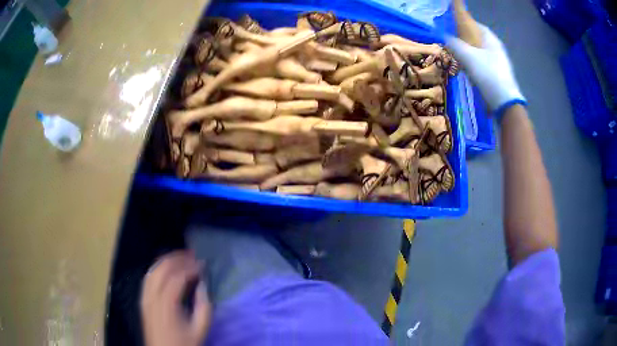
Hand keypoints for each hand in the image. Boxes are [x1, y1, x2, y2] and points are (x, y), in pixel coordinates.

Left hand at [140, 250, 210, 345]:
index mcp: (167, 303)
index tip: (203, 265)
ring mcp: (145, 297)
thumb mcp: (199, 330)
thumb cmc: (183, 344)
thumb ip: (203, 307)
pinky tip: (166, 269)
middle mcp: (152, 295)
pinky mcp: (142, 300)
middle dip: (178, 258)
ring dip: (166, 260)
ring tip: (181, 258)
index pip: (178, 276)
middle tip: (193, 255)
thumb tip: (203, 286)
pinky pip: (148, 277)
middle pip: (162, 268)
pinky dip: (158, 268)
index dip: (191, 267)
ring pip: (153, 269)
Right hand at [446, 24, 525, 112]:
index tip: (453, 27)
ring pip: (481, 54)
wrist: (505, 103)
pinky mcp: (498, 77)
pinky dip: (475, 66)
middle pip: (479, 40)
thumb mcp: (468, 57)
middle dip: (466, 41)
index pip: (478, 26)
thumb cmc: (488, 75)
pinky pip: (484, 66)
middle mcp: (497, 50)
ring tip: (458, 59)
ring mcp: (499, 64)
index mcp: (492, 40)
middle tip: (453, 44)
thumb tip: (444, 37)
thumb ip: (455, 45)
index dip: (465, 24)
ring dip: (469, 55)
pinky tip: (468, 73)